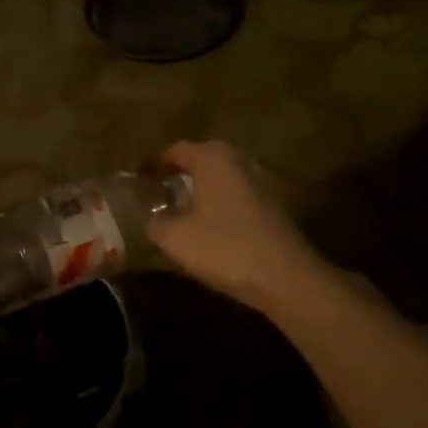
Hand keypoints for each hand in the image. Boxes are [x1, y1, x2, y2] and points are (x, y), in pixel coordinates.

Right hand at [150, 141, 327, 314]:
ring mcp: (262, 181)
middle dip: (183, 169)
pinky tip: (214, 222)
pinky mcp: (276, 204)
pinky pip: (241, 191)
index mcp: (213, 160)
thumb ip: (156, 223)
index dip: (156, 163)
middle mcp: (240, 161)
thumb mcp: (175, 239)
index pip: (177, 150)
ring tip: (187, 206)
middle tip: (163, 188)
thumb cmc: (225, 249)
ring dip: (206, 184)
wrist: (286, 277)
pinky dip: (224, 199)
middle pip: (205, 155)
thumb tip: (152, 217)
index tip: (141, 179)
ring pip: (226, 173)